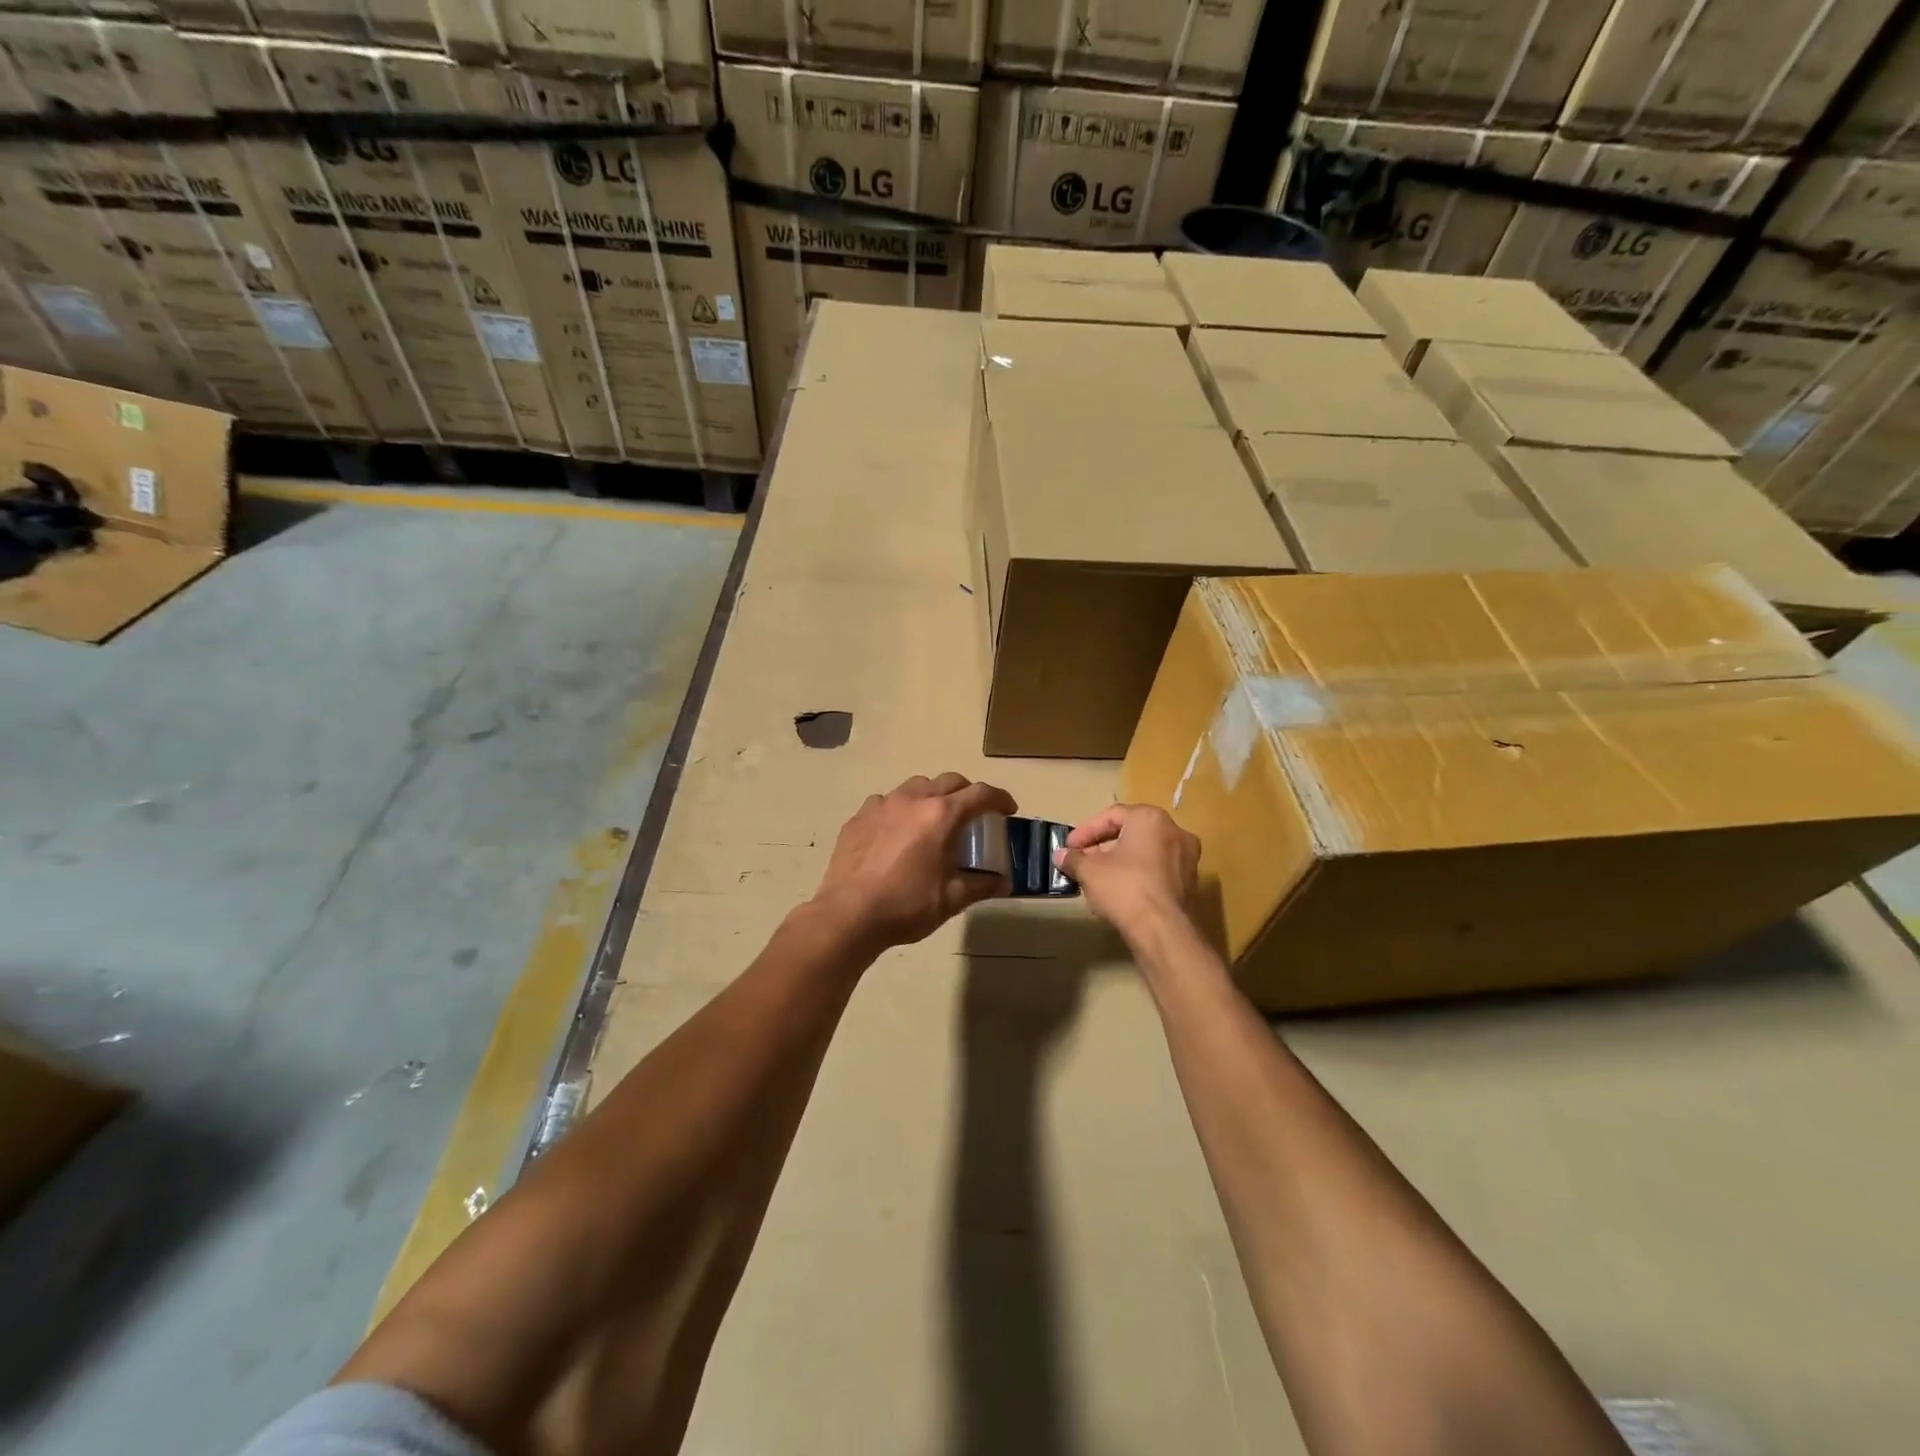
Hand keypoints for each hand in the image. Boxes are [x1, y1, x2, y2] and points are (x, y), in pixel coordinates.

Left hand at [810, 773, 1018, 950]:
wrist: (848, 914)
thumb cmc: (906, 905)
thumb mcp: (951, 899)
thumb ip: (981, 885)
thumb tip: (1004, 882)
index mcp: (940, 815)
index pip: (980, 794)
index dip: (999, 799)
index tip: (1008, 810)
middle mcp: (912, 799)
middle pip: (948, 781)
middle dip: (967, 793)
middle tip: (974, 814)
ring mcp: (882, 805)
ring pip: (915, 786)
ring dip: (932, 796)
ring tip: (934, 819)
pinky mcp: (859, 817)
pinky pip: (886, 802)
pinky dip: (901, 809)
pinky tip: (898, 832)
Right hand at [1056, 804, 1199, 943]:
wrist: (1164, 931)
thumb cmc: (1125, 888)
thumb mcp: (1090, 871)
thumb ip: (1074, 859)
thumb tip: (1061, 856)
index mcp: (1150, 818)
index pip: (1112, 815)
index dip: (1086, 831)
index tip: (1069, 847)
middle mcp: (1175, 831)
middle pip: (1131, 831)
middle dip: (1102, 846)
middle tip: (1082, 861)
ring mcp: (1187, 858)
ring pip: (1145, 851)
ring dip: (1120, 861)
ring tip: (1097, 877)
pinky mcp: (1190, 883)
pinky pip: (1157, 870)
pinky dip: (1137, 874)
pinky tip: (1119, 892)